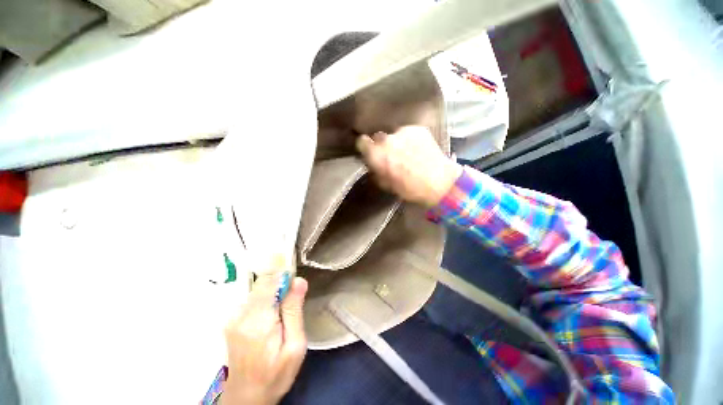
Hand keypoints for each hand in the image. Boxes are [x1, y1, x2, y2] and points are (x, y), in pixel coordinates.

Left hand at [222, 256, 308, 404]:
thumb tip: (298, 280)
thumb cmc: (276, 374)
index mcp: (257, 320)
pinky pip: (252, 298)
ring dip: (273, 291)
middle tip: (293, 300)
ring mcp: (232, 317)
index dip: (283, 272)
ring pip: (257, 289)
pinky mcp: (231, 320)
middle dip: (280, 283)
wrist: (247, 398)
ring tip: (283, 312)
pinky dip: (265, 298)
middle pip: (262, 282)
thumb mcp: (294, 346)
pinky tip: (272, 315)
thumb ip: (294, 311)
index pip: (268, 280)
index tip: (296, 278)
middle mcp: (240, 314)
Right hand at [356, 126, 462, 206]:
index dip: (365, 147)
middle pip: (378, 137)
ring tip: (407, 153)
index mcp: (376, 155)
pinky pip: (407, 133)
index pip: (361, 142)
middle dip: (382, 146)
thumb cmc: (410, 189)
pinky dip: (410, 139)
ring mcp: (403, 132)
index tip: (369, 151)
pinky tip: (417, 149)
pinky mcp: (417, 129)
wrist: (439, 182)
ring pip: (394, 135)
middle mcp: (387, 139)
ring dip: (396, 142)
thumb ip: (376, 170)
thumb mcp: (387, 184)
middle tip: (390, 155)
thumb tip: (373, 164)